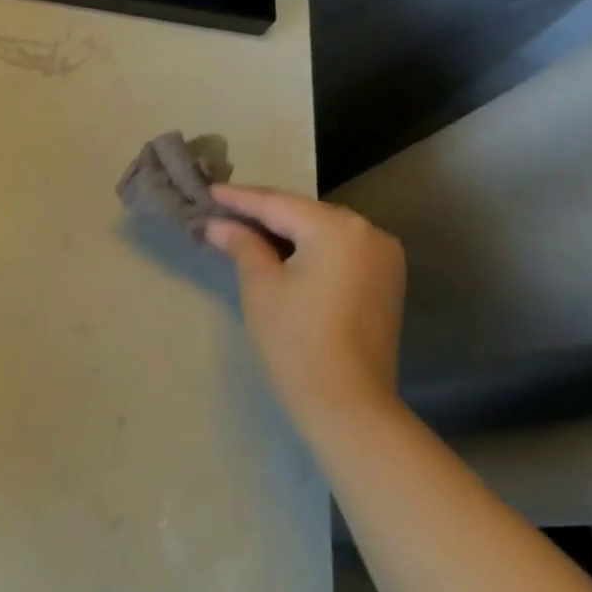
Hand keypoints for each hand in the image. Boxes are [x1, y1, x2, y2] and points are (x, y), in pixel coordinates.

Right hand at [206, 186, 405, 427]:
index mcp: (338, 228)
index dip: (238, 199)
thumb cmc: (295, 338)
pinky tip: (278, 252)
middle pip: (303, 214)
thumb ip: (241, 244)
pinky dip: (307, 248)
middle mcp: (369, 232)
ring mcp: (383, 256)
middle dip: (262, 213)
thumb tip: (218, 225)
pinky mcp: (384, 280)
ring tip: (242, 229)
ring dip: (284, 231)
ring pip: (321, 231)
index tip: (207, 190)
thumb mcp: (260, 285)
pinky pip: (337, 250)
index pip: (277, 204)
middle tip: (221, 210)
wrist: (346, 401)